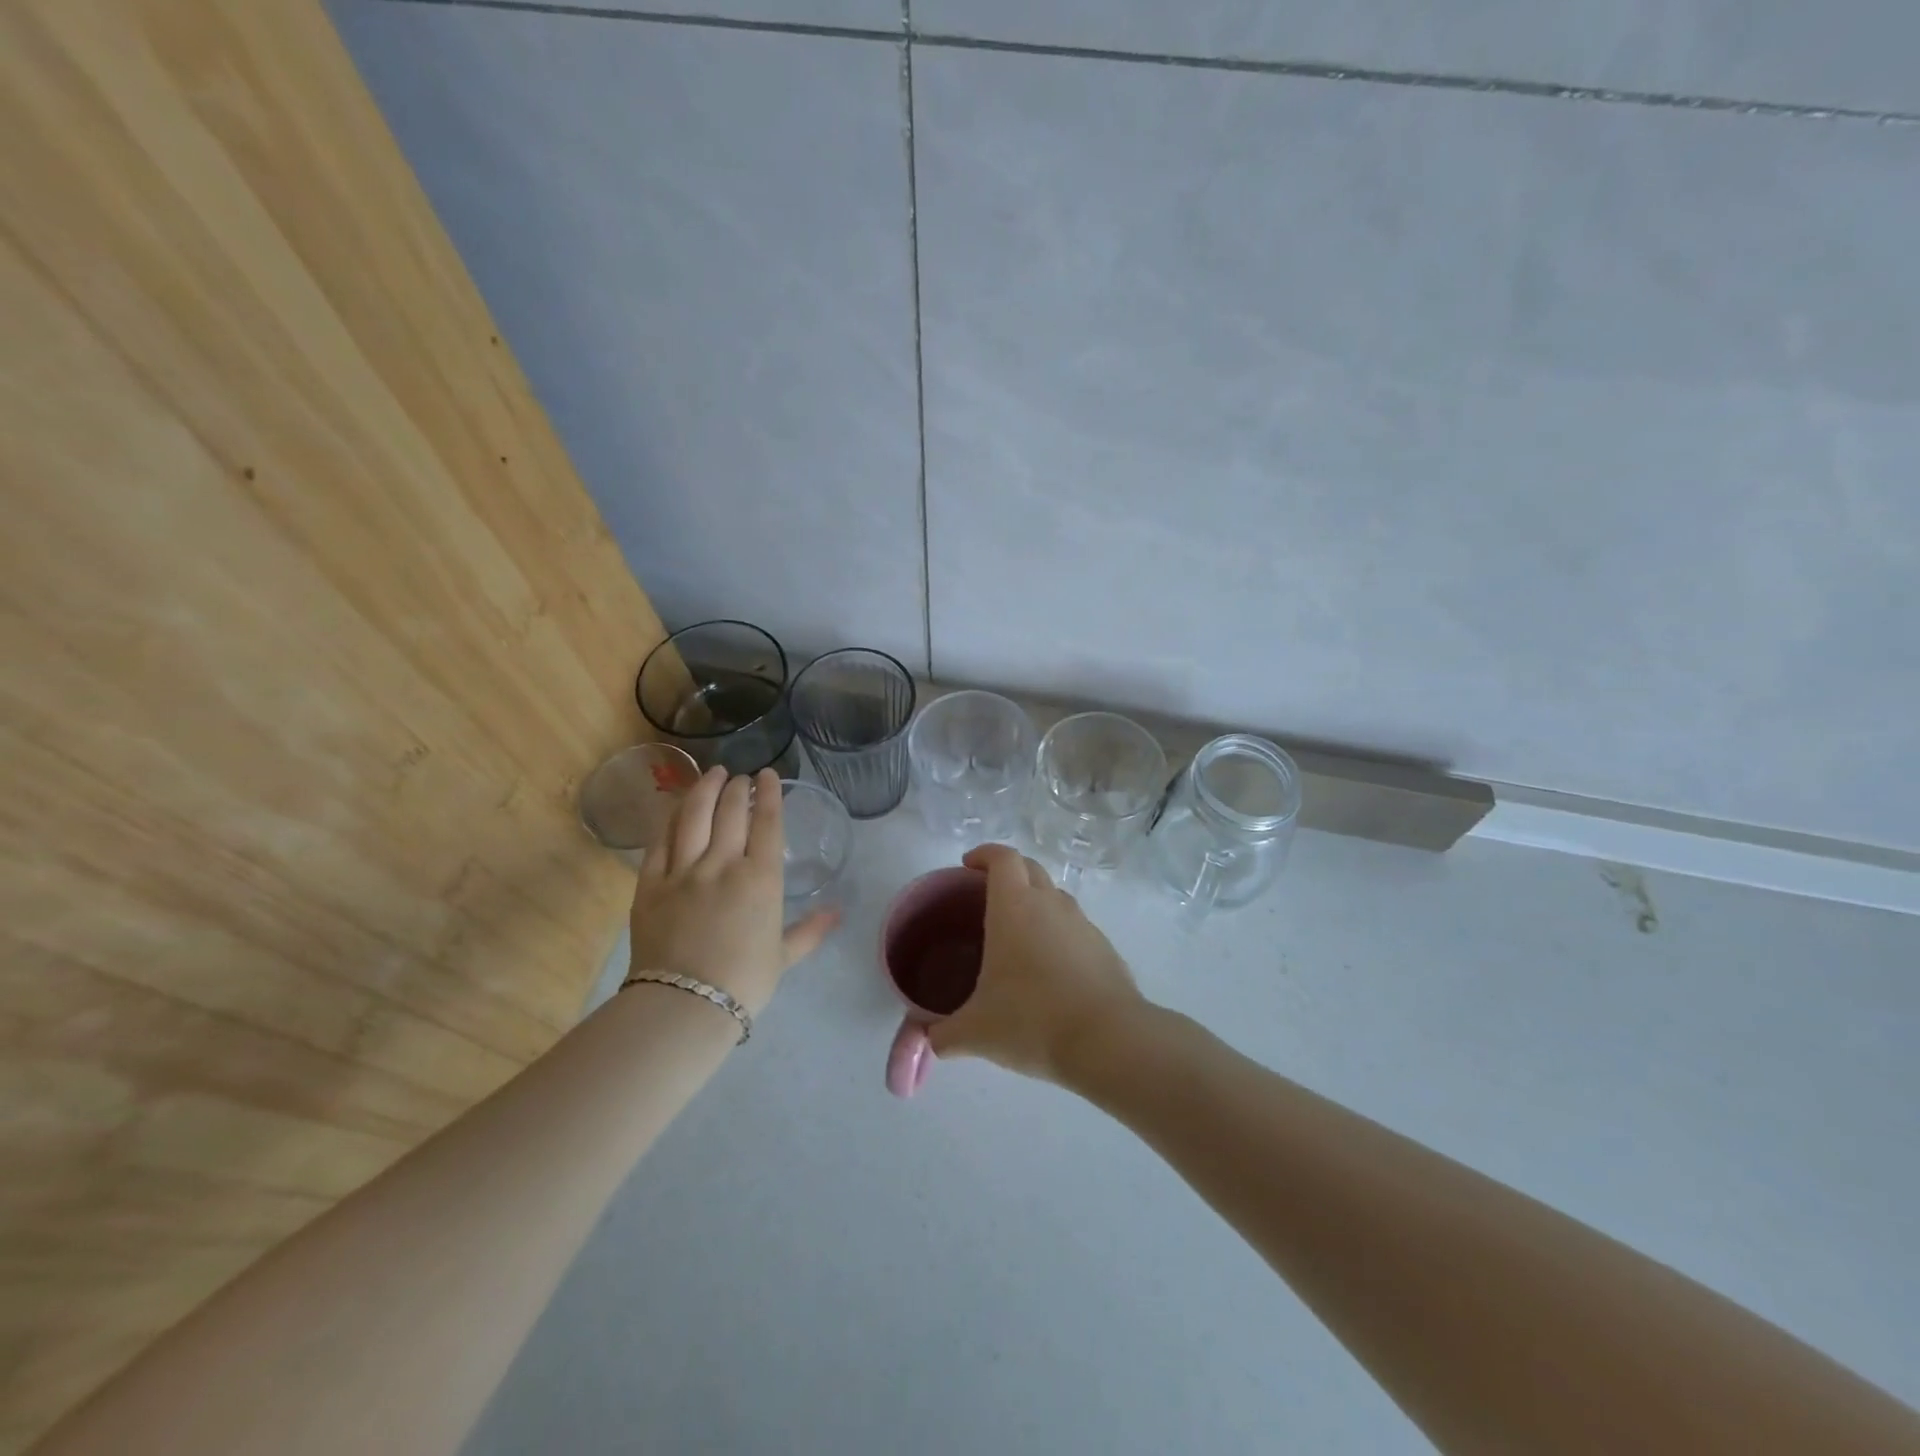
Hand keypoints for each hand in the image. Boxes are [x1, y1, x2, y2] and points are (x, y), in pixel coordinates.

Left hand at [628, 767, 837, 1016]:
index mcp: (761, 878)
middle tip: (741, 776)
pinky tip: (675, 807)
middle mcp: (722, 864)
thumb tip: (838, 913)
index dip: (769, 793)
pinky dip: (669, 819)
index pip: (767, 821)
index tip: (768, 774)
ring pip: (693, 816)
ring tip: (712, 774)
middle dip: (737, 787)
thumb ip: (809, 930)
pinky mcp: (650, 885)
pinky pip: (659, 842)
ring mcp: (682, 872)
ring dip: (704, 789)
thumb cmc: (744, 982)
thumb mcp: (784, 956)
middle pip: (730, 811)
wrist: (685, 1005)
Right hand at [926, 843, 1147, 1083]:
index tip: (968, 865)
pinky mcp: (1104, 948)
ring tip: (1018, 936)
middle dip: (1008, 872)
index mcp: (1014, 907)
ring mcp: (1082, 924)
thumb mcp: (975, 1032)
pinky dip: (1058, 934)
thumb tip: (930, 1041)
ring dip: (1035, 902)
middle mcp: (1050, 904)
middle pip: (1030, 868)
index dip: (984, 854)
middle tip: (987, 897)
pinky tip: (1050, 970)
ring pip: (1055, 896)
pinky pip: (1075, 927)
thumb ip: (944, 1033)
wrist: (1108, 1041)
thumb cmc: (1032, 1021)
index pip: (1002, 858)